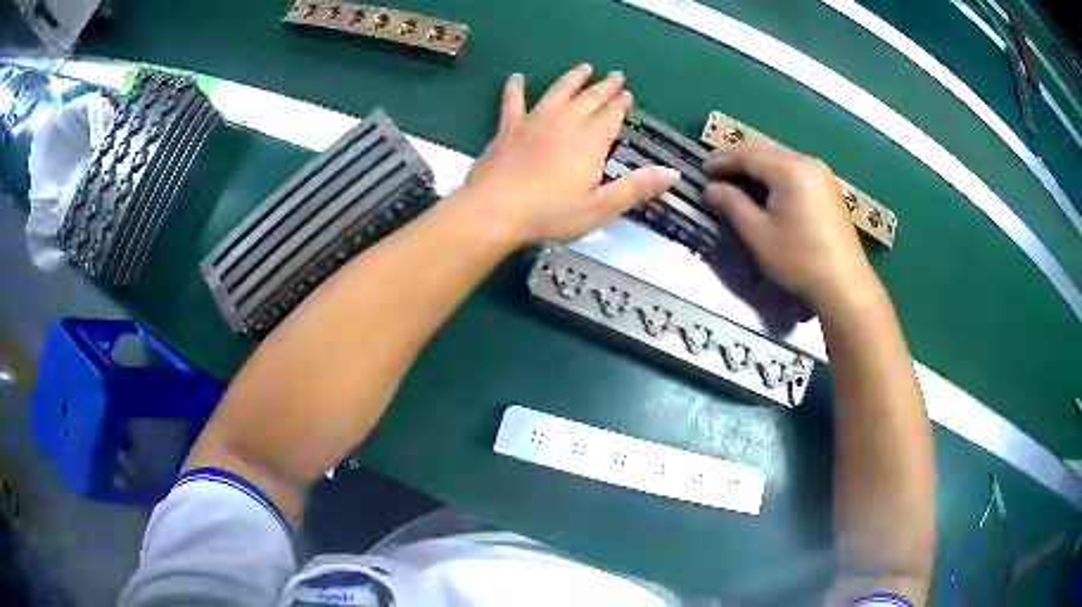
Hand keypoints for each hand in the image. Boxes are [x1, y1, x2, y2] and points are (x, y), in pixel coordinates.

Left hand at [455, 64, 678, 244]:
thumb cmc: (550, 213)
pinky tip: (516, 77)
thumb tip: (672, 172)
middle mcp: (565, 123)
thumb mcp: (601, 207)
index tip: (627, 93)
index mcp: (590, 141)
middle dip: (604, 87)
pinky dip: (515, 89)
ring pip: (558, 92)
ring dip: (572, 79)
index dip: (621, 104)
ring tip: (583, 67)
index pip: (611, 116)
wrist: (494, 211)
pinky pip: (513, 103)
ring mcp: (534, 122)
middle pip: (589, 99)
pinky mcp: (508, 129)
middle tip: (615, 75)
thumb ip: (636, 187)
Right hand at [703, 143, 878, 309]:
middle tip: (717, 173)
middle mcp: (807, 162)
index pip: (748, 154)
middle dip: (739, 160)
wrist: (844, 285)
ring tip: (738, 181)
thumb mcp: (758, 233)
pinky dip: (776, 177)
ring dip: (758, 168)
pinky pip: (796, 172)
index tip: (702, 168)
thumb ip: (732, 204)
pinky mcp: (829, 189)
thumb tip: (711, 188)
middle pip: (766, 152)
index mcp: (789, 169)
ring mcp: (822, 175)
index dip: (723, 159)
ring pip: (782, 161)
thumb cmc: (799, 259)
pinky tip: (767, 191)